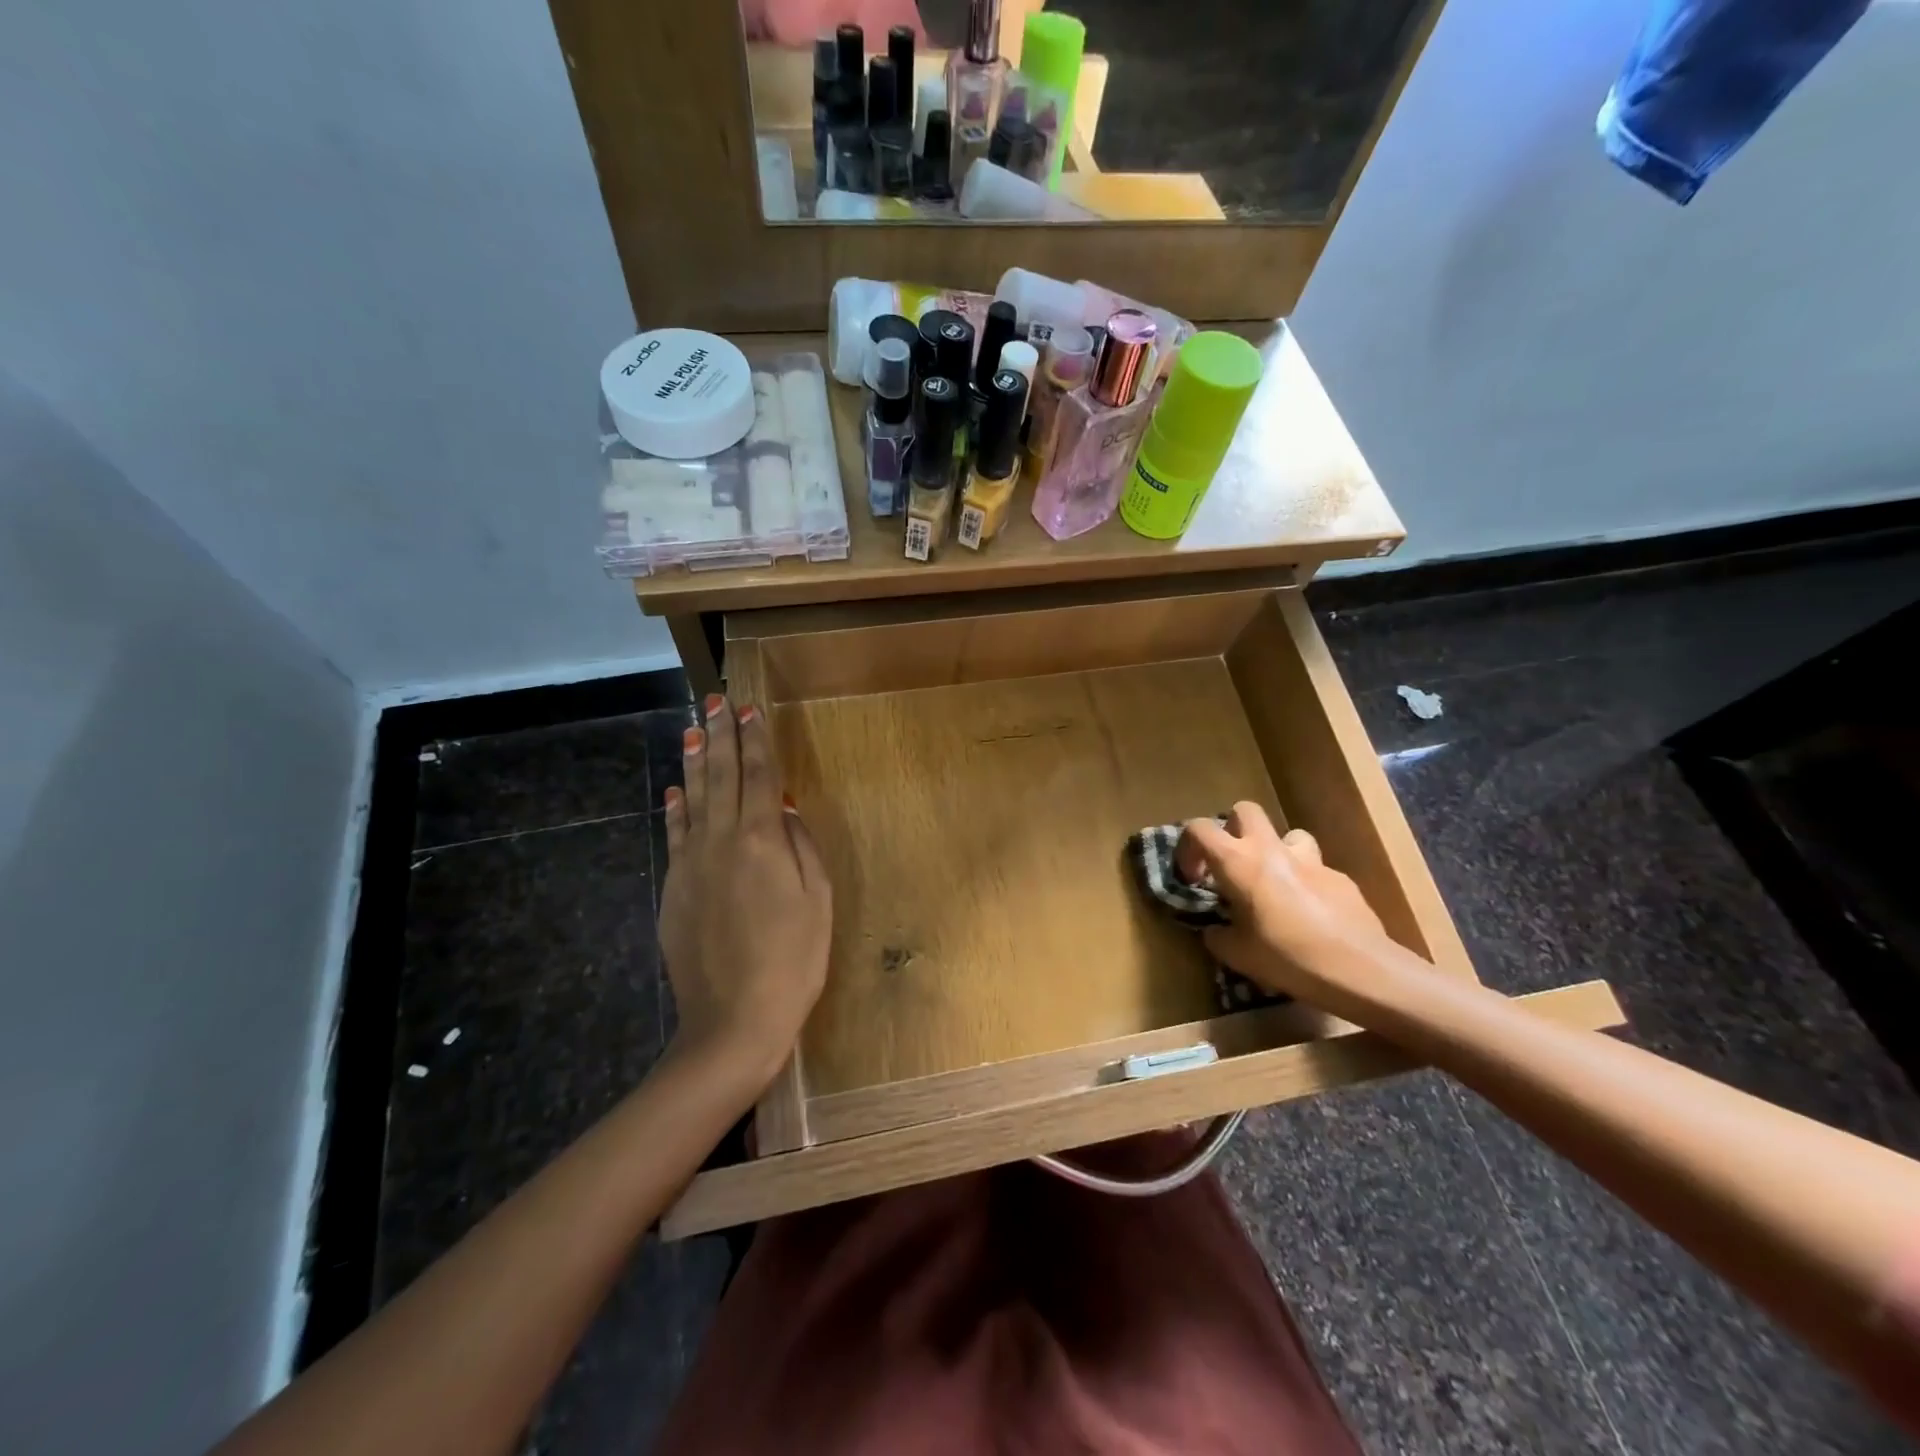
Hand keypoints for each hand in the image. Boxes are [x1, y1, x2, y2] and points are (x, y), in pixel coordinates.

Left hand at [659, 694, 832, 1097]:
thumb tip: (783, 807)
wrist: (733, 1019)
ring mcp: (691, 864)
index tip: (750, 709)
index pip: (759, 776)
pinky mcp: (674, 888)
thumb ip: (800, 846)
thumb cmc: (794, 960)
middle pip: (721, 777)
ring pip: (692, 799)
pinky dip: (676, 807)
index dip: (756, 741)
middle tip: (715, 701)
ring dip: (695, 762)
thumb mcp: (817, 900)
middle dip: (721, 736)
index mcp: (761, 840)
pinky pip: (675, 835)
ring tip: (694, 730)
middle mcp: (721, 841)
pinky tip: (675, 789)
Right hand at [1176, 803, 1387, 999]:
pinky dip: (1305, 882)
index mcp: (1238, 862)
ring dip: (1276, 851)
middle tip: (1232, 865)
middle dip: (1233, 830)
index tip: (1194, 879)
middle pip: (1245, 811)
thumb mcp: (1237, 955)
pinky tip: (1310, 914)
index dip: (1188, 848)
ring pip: (1287, 834)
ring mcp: (1311, 860)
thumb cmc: (1288, 958)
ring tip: (1275, 883)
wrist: (1360, 970)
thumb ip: (1217, 935)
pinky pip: (1315, 869)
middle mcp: (1271, 850)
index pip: (1199, 828)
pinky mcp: (1340, 877)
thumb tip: (1214, 930)